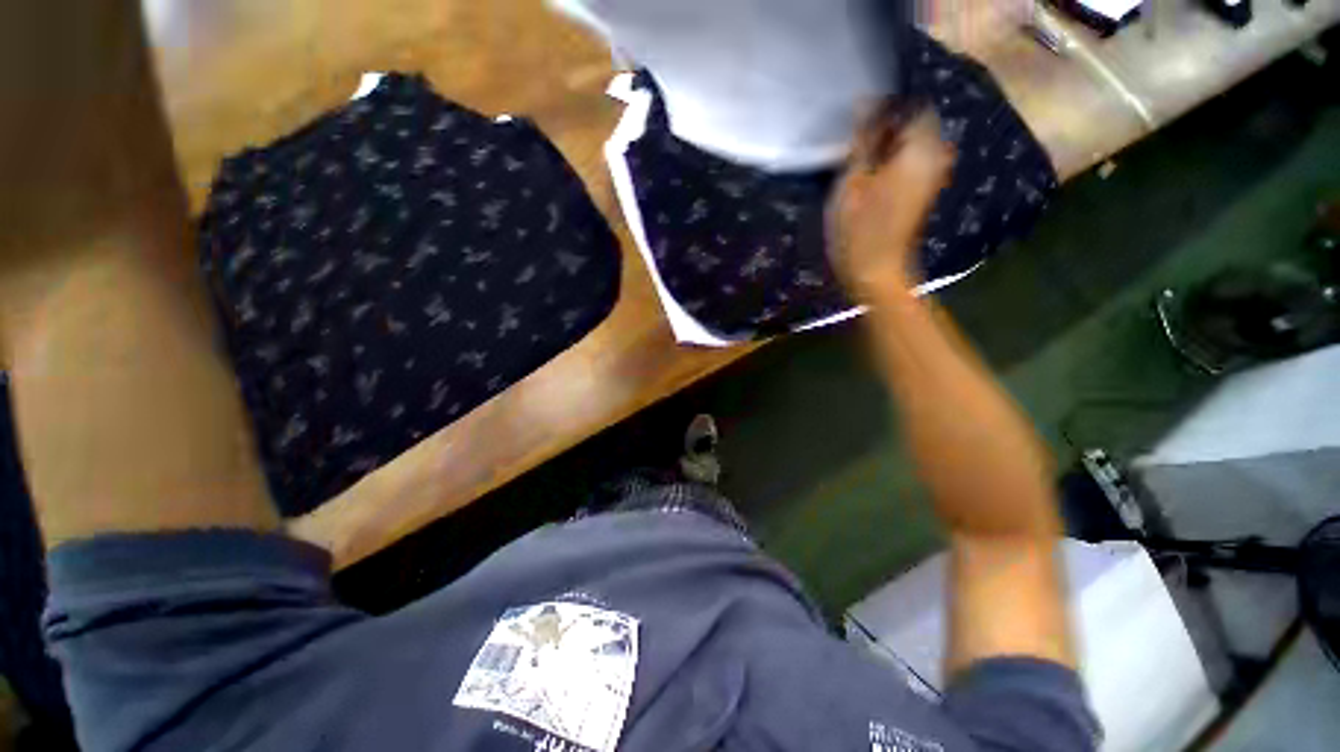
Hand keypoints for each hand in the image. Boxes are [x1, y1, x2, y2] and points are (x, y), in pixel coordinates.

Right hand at [828, 108, 953, 301]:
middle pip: (912, 124)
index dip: (883, 108)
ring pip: (909, 143)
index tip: (857, 123)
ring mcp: (932, 174)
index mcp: (921, 148)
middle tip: (853, 145)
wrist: (875, 271)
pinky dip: (891, 161)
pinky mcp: (923, 189)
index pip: (911, 105)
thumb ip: (862, 138)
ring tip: (858, 161)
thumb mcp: (852, 181)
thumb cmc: (858, 229)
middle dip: (884, 128)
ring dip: (885, 146)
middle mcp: (935, 155)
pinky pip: (910, 161)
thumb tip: (865, 100)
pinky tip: (870, 177)